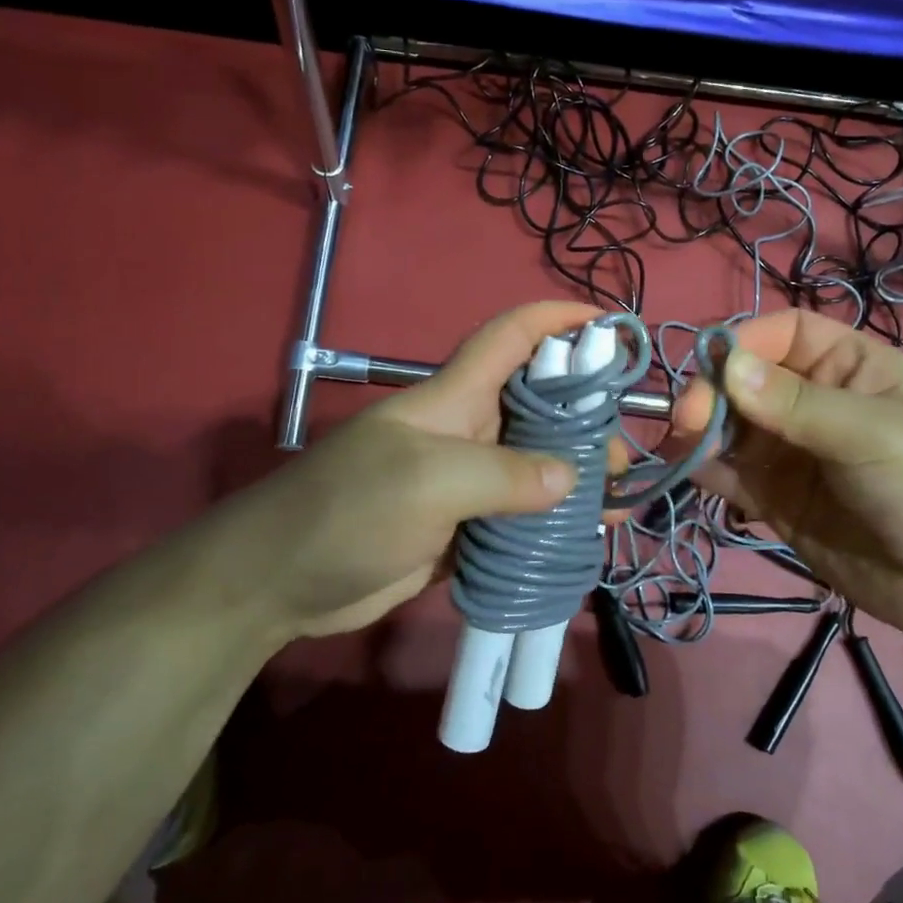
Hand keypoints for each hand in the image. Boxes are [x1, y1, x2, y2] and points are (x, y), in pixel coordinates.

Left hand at [184, 302, 600, 648]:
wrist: (280, 582)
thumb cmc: (348, 509)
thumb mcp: (428, 481)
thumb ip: (504, 474)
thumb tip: (572, 478)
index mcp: (455, 398)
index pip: (511, 337)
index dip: (557, 319)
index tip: (609, 325)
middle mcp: (466, 432)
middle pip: (538, 406)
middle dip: (585, 418)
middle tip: (622, 453)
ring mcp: (465, 483)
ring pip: (535, 466)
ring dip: (576, 478)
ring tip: (618, 500)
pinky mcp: (463, 528)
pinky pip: (520, 517)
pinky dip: (553, 524)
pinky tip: (587, 538)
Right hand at [675, 310, 902, 641]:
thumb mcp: (874, 433)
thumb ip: (797, 403)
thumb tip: (726, 366)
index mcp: (852, 367)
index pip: (786, 333)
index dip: (746, 340)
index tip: (709, 364)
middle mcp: (816, 403)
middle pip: (748, 379)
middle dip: (714, 391)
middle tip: (687, 418)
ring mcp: (793, 453)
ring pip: (732, 427)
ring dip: (702, 430)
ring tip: (680, 443)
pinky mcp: (777, 499)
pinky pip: (732, 475)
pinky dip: (706, 470)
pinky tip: (689, 470)